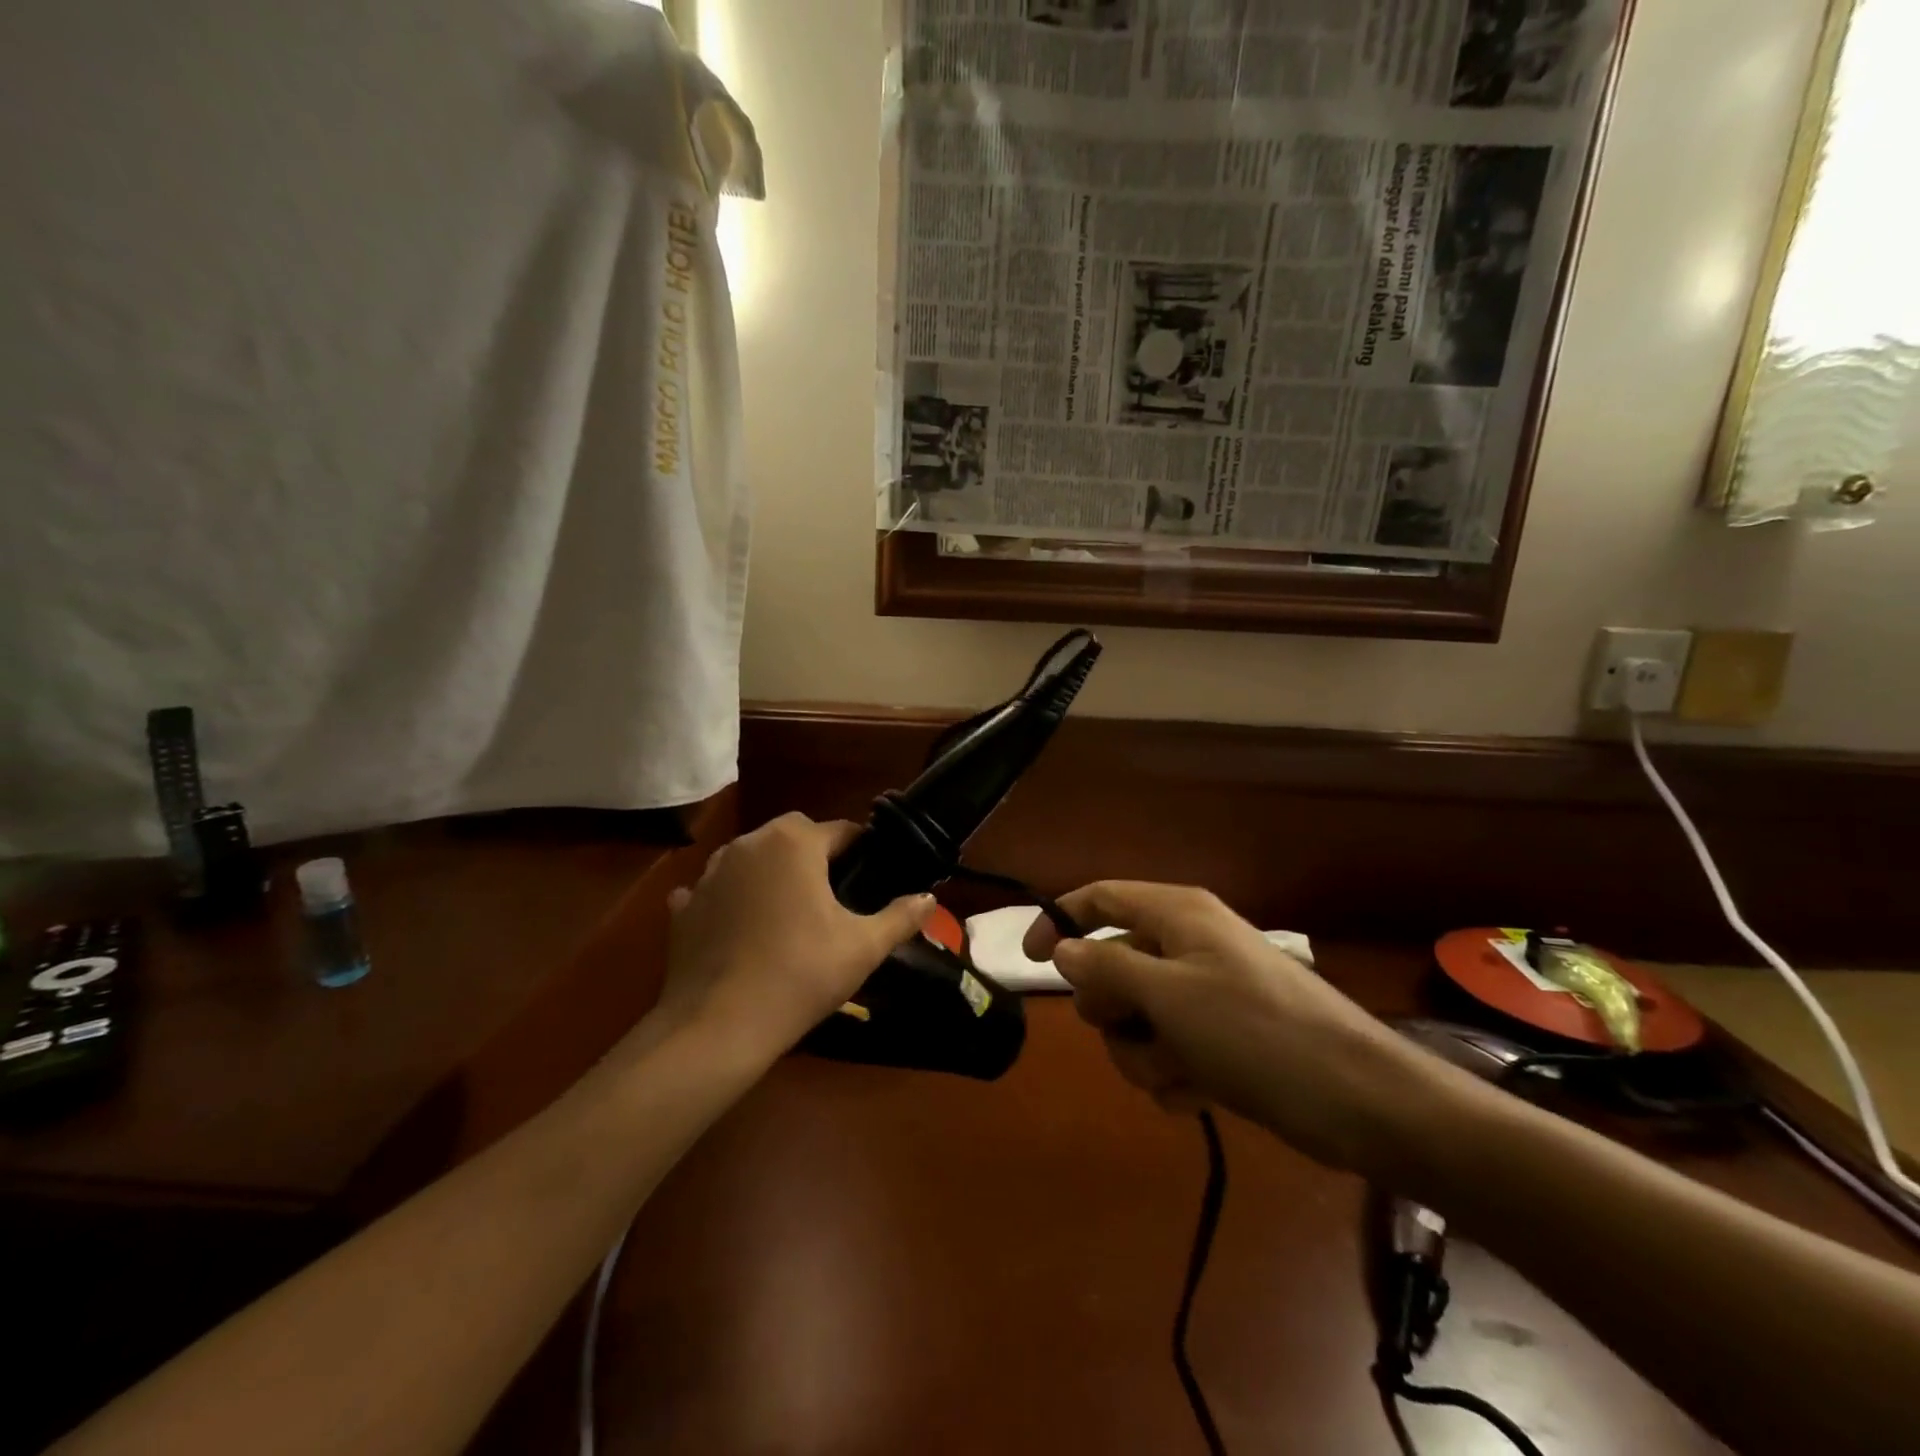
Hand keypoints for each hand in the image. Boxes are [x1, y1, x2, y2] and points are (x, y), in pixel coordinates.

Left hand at [655, 814, 934, 1059]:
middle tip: (833, 895)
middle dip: (814, 855)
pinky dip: (729, 900)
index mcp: (794, 843)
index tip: (872, 875)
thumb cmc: (800, 975)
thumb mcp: (863, 947)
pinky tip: (740, 929)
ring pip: (752, 858)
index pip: (840, 831)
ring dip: (770, 873)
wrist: (717, 1026)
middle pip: (792, 835)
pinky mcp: (683, 906)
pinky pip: (714, 890)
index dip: (861, 850)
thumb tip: (929, 898)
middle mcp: (749, 844)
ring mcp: (709, 873)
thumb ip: (901, 917)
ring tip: (787, 912)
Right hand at [1024, 883, 1427, 1175]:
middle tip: (1134, 1031)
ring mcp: (1207, 992)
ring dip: (1146, 1053)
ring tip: (1181, 1072)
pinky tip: (1200, 1094)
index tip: (1028, 962)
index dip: (1059, 921)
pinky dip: (1175, 1073)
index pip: (1100, 899)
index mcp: (1177, 915)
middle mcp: (1188, 944)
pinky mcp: (1223, 1037)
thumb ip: (1107, 968)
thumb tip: (1064, 949)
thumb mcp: (1169, 996)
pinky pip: (1170, 1049)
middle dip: (1113, 1010)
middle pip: (1114, 965)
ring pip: (1138, 1017)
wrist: (1359, 1101)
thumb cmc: (1256, 1032)